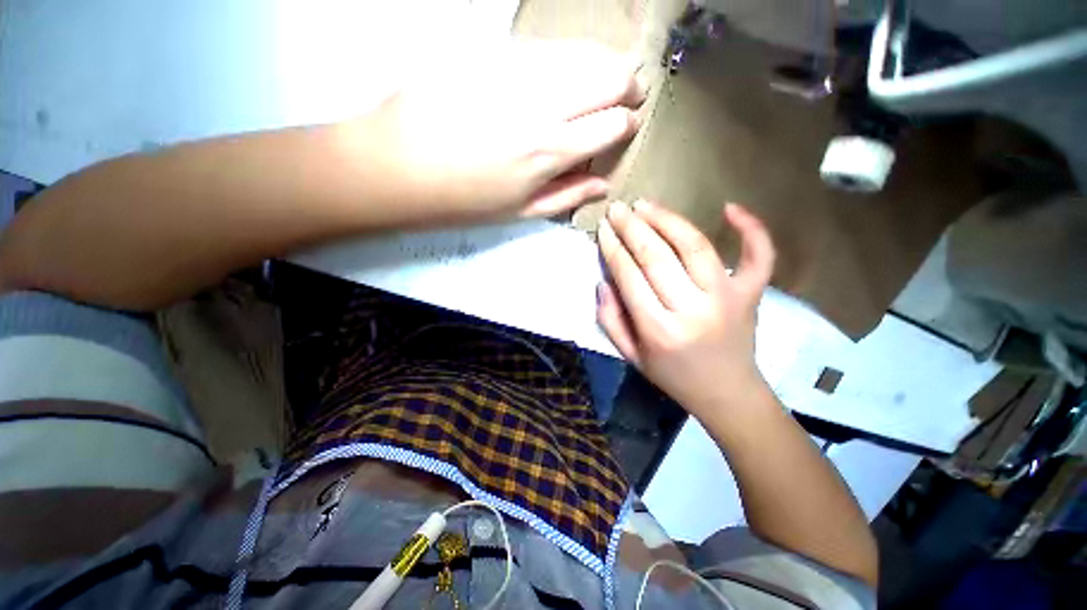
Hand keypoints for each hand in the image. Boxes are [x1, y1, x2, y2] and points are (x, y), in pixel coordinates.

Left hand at [346, 41, 643, 221]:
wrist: (398, 164)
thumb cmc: (464, 200)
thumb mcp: (521, 212)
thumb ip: (567, 195)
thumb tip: (603, 184)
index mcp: (551, 150)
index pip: (612, 123)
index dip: (627, 122)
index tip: (627, 124)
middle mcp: (542, 104)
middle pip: (608, 75)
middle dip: (629, 83)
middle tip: (629, 93)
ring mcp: (515, 71)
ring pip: (581, 51)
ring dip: (602, 63)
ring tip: (604, 78)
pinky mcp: (491, 53)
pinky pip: (545, 48)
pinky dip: (567, 58)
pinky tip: (562, 73)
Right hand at [596, 200, 775, 417]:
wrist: (726, 393)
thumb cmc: (673, 376)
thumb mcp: (630, 357)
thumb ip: (610, 320)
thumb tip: (603, 281)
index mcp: (659, 330)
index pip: (629, 277)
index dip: (613, 248)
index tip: (602, 229)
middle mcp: (692, 309)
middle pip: (657, 256)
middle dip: (632, 227)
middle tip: (617, 208)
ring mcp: (728, 298)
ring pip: (695, 246)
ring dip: (668, 219)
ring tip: (646, 204)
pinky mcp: (752, 294)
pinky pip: (758, 255)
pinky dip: (751, 228)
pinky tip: (730, 207)